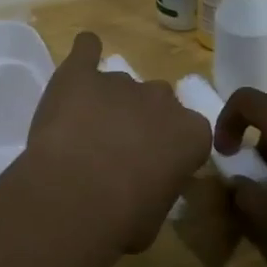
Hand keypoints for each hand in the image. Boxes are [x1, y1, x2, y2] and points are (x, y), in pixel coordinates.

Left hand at [26, 32, 211, 252]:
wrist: (75, 194)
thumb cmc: (123, 218)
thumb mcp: (157, 216)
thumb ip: (159, 187)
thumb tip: (147, 185)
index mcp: (191, 133)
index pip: (190, 133)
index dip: (169, 149)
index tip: (152, 167)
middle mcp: (161, 99)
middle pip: (158, 101)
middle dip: (141, 120)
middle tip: (117, 148)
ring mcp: (120, 81)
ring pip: (120, 83)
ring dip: (108, 101)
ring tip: (83, 130)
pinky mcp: (80, 72)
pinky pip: (86, 48)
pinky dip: (85, 52)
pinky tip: (81, 60)